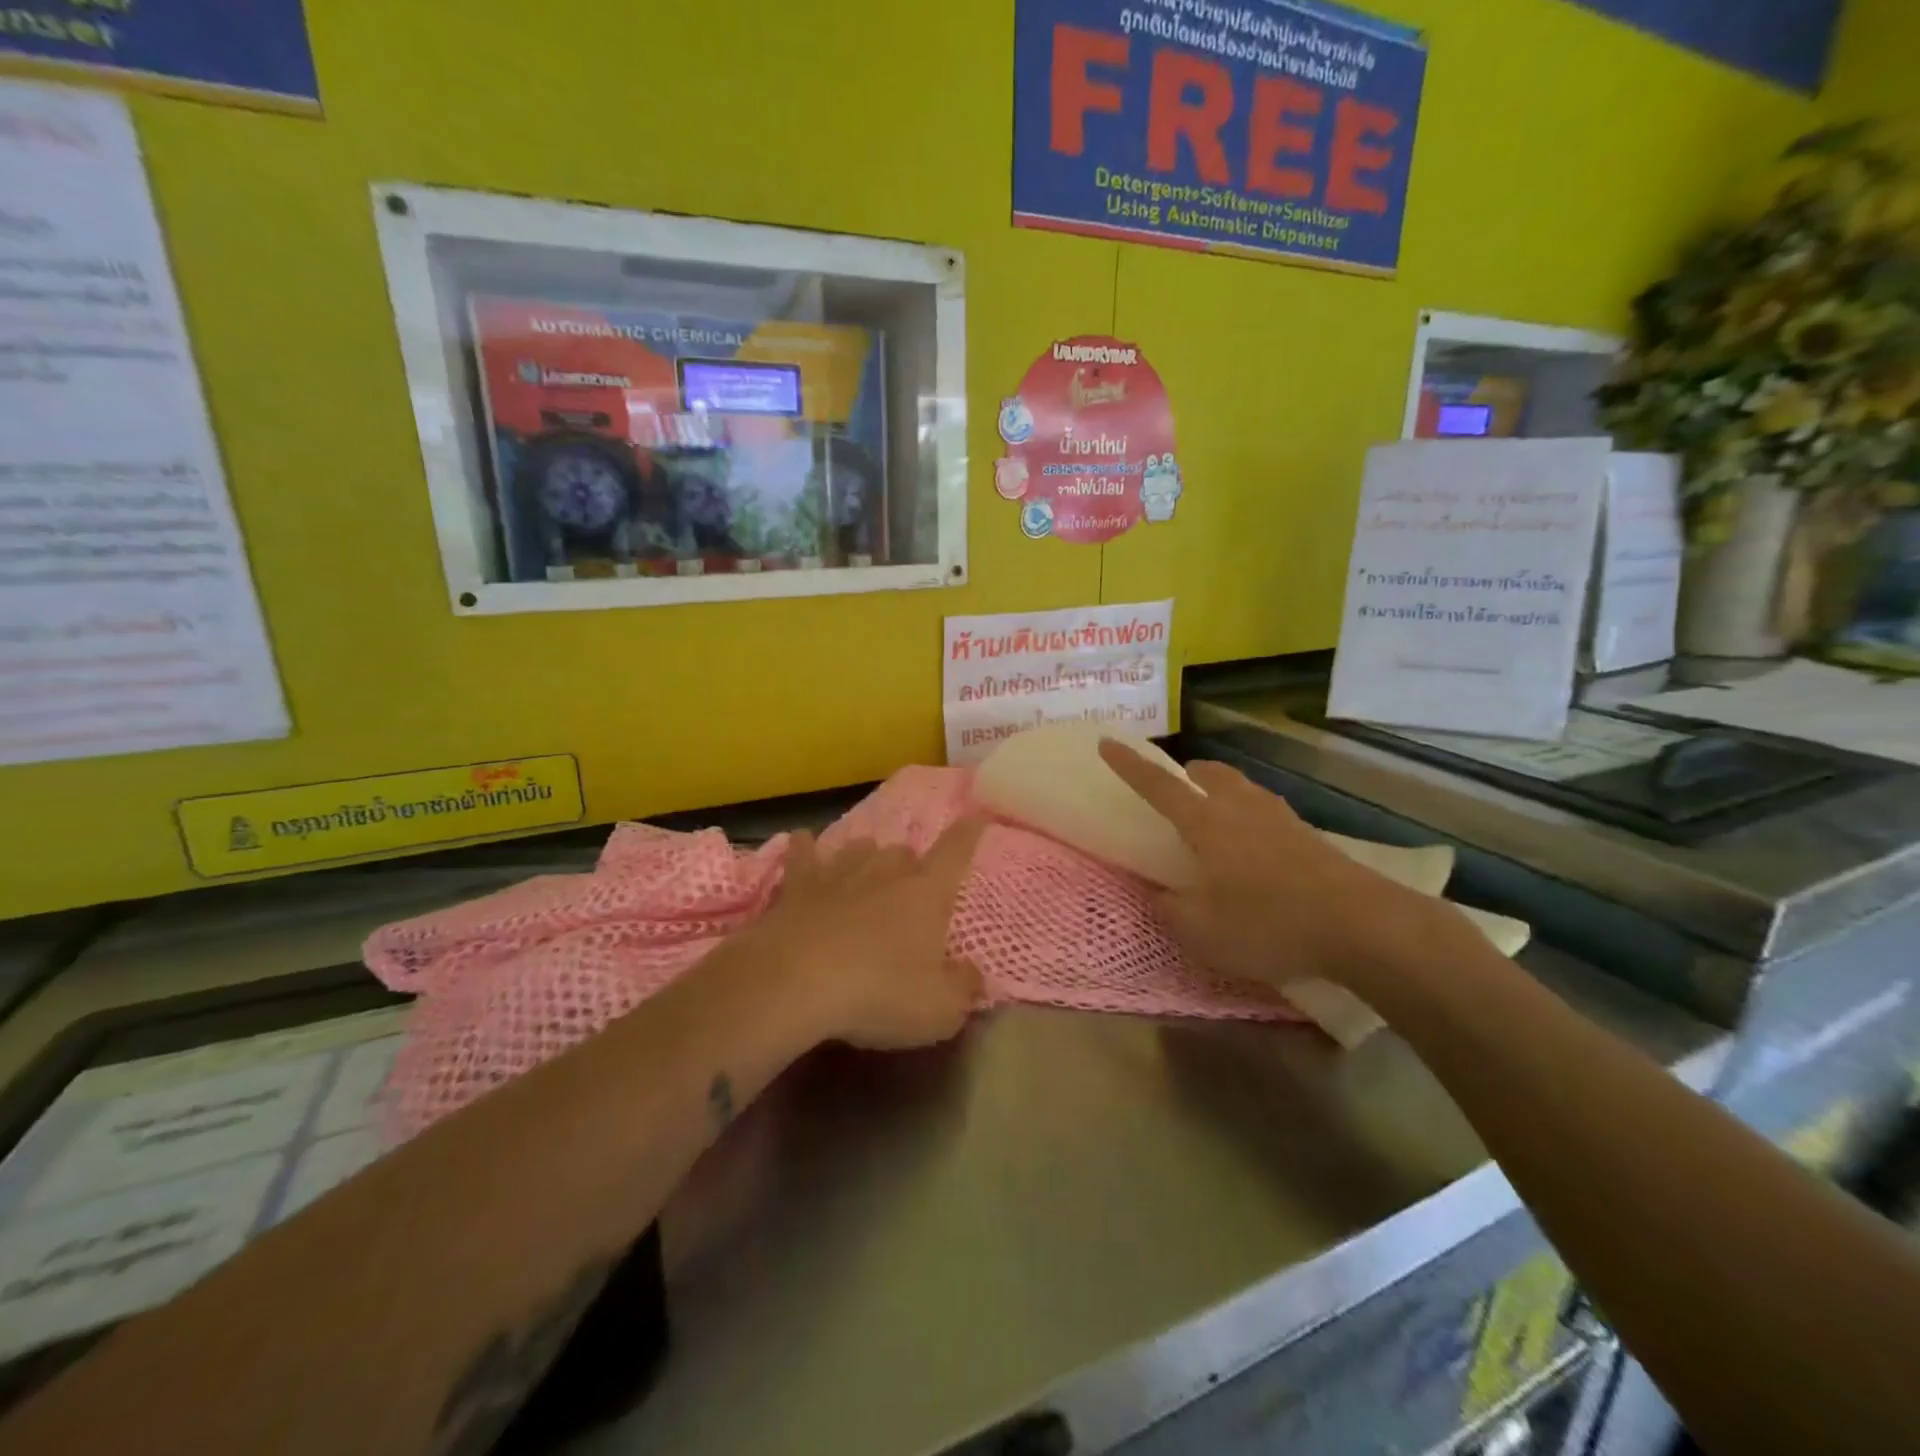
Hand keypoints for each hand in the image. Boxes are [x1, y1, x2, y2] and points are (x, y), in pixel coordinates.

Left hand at [741, 820, 986, 1049]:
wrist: (794, 984)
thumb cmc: (878, 993)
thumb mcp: (939, 1009)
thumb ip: (964, 988)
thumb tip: (973, 974)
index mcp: (927, 893)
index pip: (955, 852)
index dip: (968, 834)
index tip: (976, 816)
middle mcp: (886, 871)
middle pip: (904, 852)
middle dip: (911, 866)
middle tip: (910, 892)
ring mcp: (838, 873)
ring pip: (860, 849)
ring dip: (868, 859)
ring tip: (868, 874)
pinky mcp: (797, 886)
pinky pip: (803, 854)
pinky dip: (805, 848)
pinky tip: (802, 841)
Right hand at [1097, 740, 1458, 990]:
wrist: (1361, 926)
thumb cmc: (1269, 924)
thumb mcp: (1202, 932)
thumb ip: (1170, 910)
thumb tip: (1158, 894)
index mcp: (1206, 824)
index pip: (1158, 786)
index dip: (1129, 765)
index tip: (1108, 742)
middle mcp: (1241, 809)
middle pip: (1209, 774)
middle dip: (1186, 775)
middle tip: (1176, 792)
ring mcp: (1280, 818)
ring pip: (1241, 788)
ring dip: (1220, 791)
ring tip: (1215, 819)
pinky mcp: (1309, 836)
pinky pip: (1266, 811)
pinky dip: (1249, 817)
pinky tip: (1256, 849)